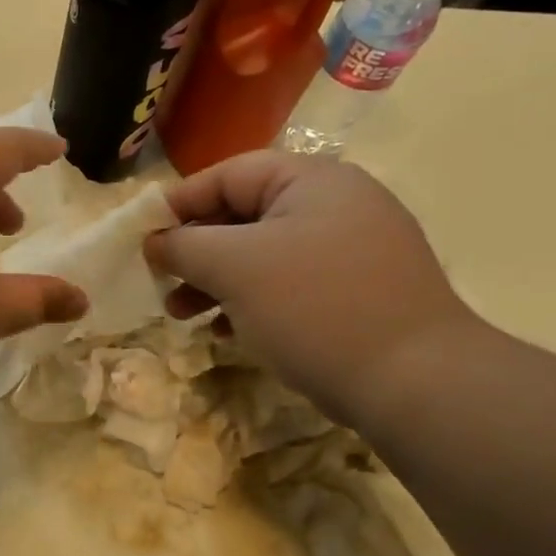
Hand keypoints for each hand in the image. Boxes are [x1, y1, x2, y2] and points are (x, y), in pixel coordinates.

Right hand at [145, 152, 478, 424]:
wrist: (413, 381)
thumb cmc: (314, 307)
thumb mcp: (235, 267)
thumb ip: (185, 246)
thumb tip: (154, 242)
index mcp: (312, 181)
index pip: (227, 174)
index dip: (178, 204)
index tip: (142, 239)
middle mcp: (335, 205)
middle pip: (243, 215)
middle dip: (195, 252)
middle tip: (161, 283)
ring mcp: (351, 250)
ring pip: (262, 255)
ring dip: (216, 282)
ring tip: (183, 316)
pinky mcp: (356, 292)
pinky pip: (288, 284)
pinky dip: (251, 302)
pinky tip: (227, 332)